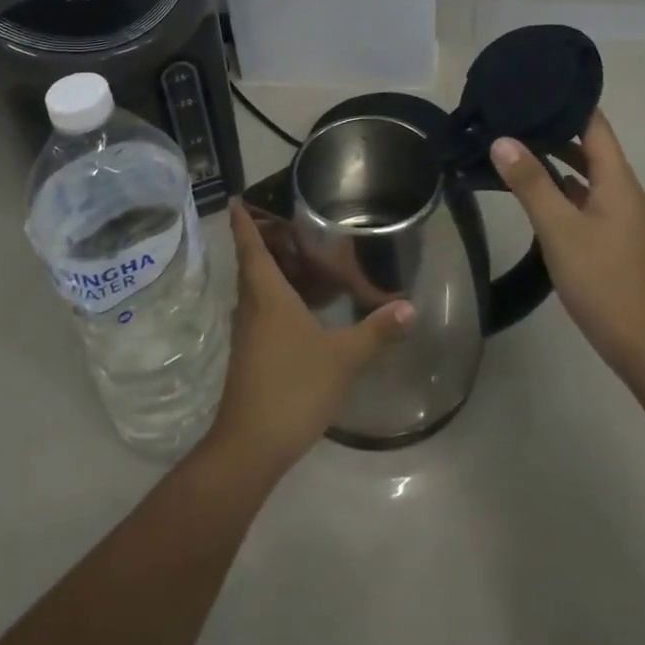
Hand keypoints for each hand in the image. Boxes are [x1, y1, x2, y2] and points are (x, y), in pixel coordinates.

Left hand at [203, 201, 415, 478]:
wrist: (250, 446)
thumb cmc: (293, 388)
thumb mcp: (342, 357)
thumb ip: (376, 331)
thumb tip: (409, 307)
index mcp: (267, 296)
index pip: (251, 247)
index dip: (242, 222)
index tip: (234, 198)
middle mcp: (250, 308)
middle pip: (250, 266)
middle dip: (259, 242)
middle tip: (281, 222)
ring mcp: (246, 335)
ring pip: (253, 291)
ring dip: (266, 271)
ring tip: (293, 258)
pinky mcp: (249, 357)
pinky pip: (258, 313)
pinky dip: (272, 298)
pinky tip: (296, 308)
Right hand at [490, 111, 644, 378]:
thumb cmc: (604, 281)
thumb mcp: (560, 230)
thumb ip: (531, 184)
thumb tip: (502, 140)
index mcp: (618, 183)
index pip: (596, 126)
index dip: (569, 103)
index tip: (536, 86)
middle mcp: (625, 194)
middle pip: (591, 149)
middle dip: (555, 130)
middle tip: (514, 116)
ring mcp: (622, 219)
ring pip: (588, 177)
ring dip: (557, 162)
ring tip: (517, 147)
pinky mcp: (616, 241)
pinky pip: (587, 201)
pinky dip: (563, 190)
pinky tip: (537, 195)